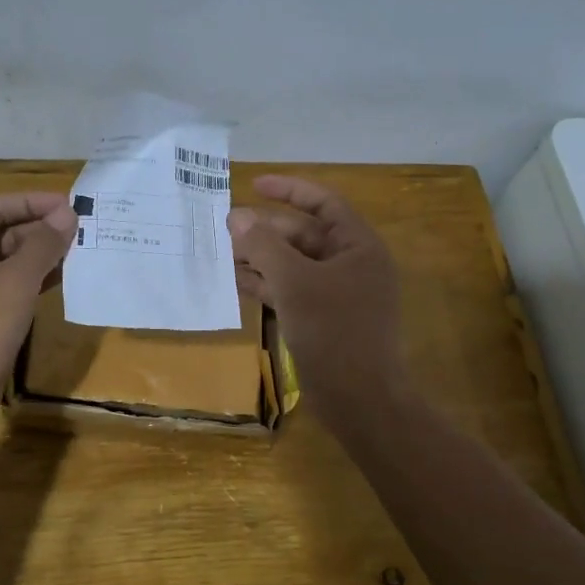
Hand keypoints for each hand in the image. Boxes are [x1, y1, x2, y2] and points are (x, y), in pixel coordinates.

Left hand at [0, 191, 75, 446]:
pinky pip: (15, 291)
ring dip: (44, 256)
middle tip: (83, 230)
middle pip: (4, 234)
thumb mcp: (13, 283)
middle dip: (41, 229)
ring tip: (82, 251)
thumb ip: (42, 246)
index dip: (30, 202)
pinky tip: (66, 281)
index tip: (68, 205)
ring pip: (12, 264)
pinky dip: (39, 283)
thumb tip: (68, 214)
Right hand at [226, 175, 405, 414]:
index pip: (324, 204)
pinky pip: (292, 291)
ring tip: (223, 255)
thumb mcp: (295, 283)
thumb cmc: (334, 332)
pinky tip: (237, 283)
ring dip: (262, 258)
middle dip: (266, 231)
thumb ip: (264, 246)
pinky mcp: (323, 319)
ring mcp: (338, 294)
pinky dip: (267, 285)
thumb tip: (237, 217)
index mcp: (358, 246)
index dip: (289, 190)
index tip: (254, 185)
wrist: (361, 400)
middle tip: (226, 229)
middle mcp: (351, 265)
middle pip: (304, 235)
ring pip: (294, 265)